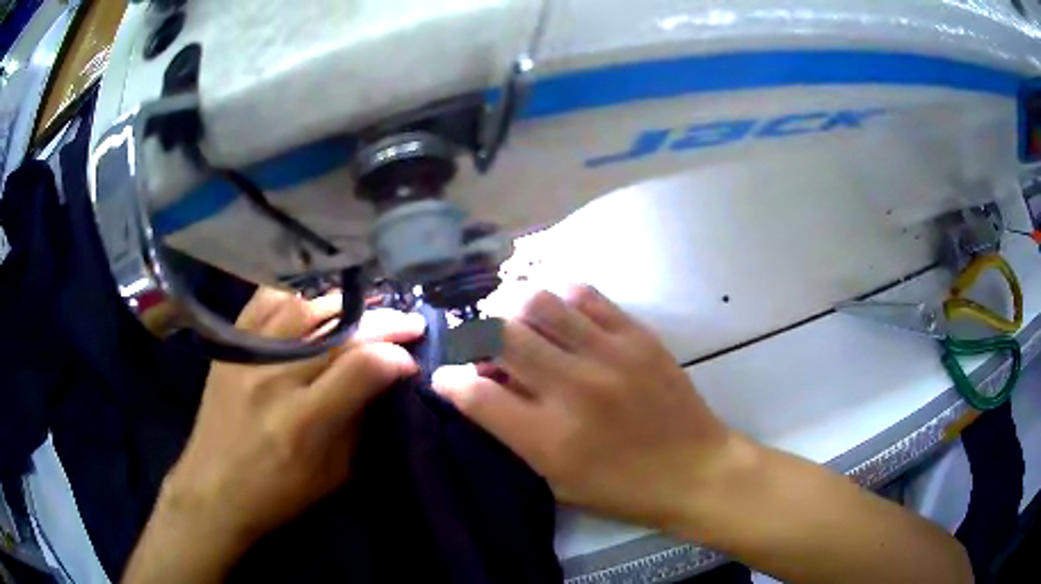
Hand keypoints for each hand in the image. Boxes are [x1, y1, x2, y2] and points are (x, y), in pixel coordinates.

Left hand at [125, 288, 424, 582]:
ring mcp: (248, 356)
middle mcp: (275, 378)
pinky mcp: (230, 347)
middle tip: (409, 321)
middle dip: (383, 322)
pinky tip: (314, 299)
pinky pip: (264, 302)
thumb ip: (357, 423)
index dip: (396, 356)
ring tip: (367, 306)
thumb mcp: (333, 475)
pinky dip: (295, 295)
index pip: (361, 367)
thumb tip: (382, 381)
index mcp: (304, 420)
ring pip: (303, 306)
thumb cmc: (277, 494)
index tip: (412, 359)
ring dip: (344, 303)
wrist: (212, 488)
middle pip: (338, 331)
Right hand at [432, 285, 741, 528]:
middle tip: (477, 343)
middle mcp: (574, 389)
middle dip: (474, 336)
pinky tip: (556, 311)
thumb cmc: (622, 489)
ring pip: (539, 302)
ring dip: (512, 307)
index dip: (448, 380)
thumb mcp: (557, 481)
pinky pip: (586, 295)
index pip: (475, 394)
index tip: (445, 376)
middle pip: (499, 336)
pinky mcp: (637, 336)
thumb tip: (482, 387)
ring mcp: (609, 355)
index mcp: (549, 439)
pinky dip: (559, 296)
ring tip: (513, 319)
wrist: (695, 470)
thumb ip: (514, 435)